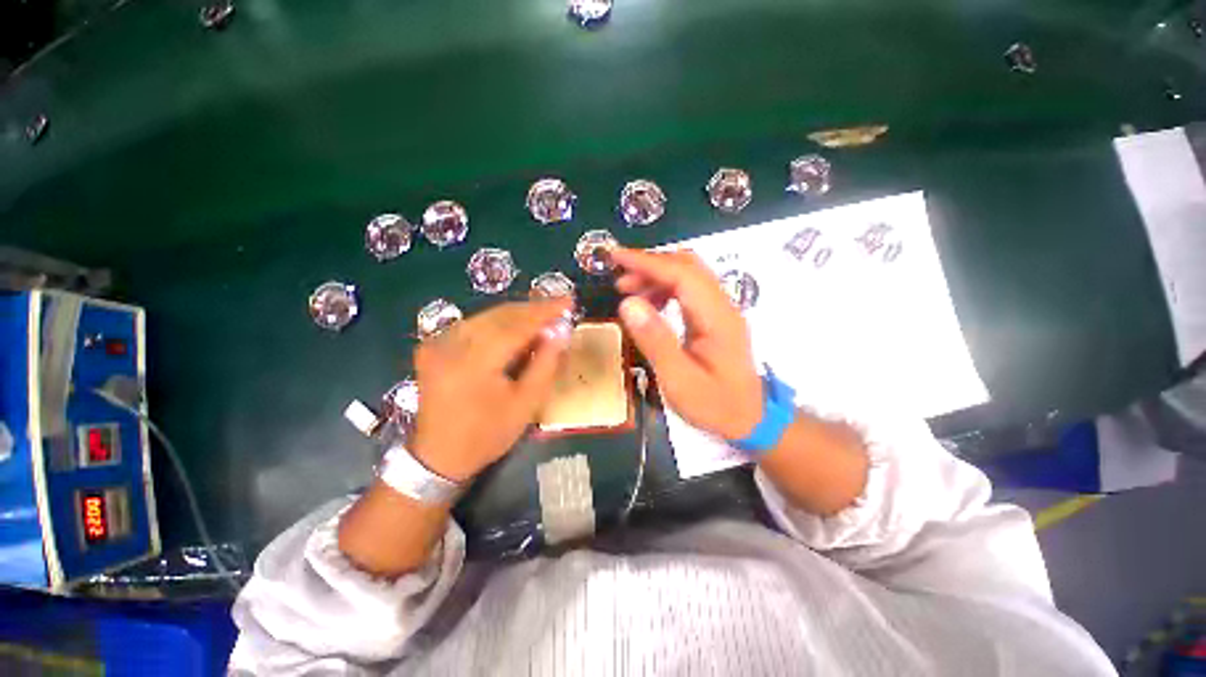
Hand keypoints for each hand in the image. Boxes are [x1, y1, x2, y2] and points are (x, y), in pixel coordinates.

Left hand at [410, 298, 572, 481]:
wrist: (438, 457)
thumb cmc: (487, 435)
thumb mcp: (526, 404)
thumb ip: (545, 364)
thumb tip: (560, 331)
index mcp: (473, 362)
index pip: (516, 325)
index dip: (545, 311)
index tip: (568, 300)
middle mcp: (450, 345)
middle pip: (500, 315)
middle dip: (532, 310)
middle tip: (558, 308)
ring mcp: (437, 344)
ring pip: (486, 317)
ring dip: (517, 315)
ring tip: (542, 320)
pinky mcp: (433, 347)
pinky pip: (473, 325)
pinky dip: (498, 323)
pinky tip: (514, 329)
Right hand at [612, 248, 762, 440]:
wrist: (749, 418)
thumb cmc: (715, 405)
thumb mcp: (679, 381)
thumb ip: (656, 341)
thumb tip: (628, 303)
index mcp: (717, 318)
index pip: (683, 275)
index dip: (648, 263)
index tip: (616, 257)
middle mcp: (722, 306)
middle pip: (688, 266)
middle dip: (650, 265)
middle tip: (618, 278)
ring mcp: (720, 310)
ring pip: (688, 275)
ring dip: (656, 276)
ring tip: (628, 291)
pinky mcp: (713, 318)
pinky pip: (688, 291)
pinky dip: (664, 289)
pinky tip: (648, 304)